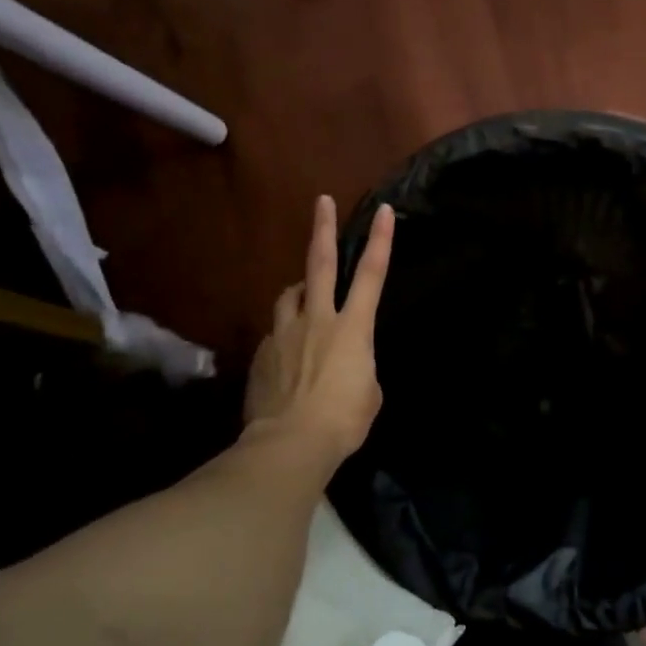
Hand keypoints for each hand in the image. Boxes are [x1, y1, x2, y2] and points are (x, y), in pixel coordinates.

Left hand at [244, 195, 394, 469]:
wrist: (290, 443)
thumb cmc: (343, 421)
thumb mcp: (369, 393)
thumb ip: (360, 366)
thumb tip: (346, 363)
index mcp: (353, 328)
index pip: (371, 276)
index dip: (380, 241)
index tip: (383, 211)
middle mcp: (317, 320)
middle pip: (319, 264)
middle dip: (323, 229)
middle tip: (322, 202)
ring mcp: (285, 334)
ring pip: (289, 295)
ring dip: (299, 290)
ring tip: (304, 295)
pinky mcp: (263, 353)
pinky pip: (276, 333)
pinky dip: (286, 334)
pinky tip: (288, 354)